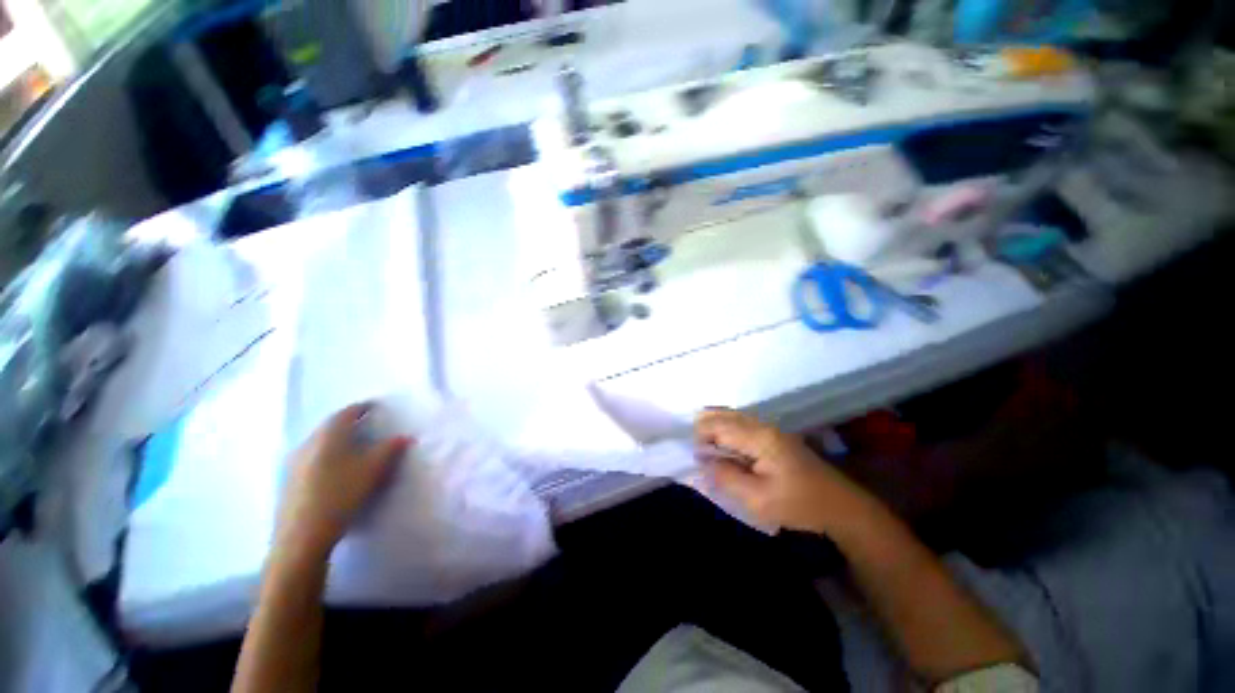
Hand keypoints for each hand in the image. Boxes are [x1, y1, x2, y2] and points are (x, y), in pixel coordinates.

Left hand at [277, 404, 411, 555]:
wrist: (302, 536)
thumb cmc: (341, 494)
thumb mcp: (373, 469)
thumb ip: (391, 448)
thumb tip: (405, 436)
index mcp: (329, 435)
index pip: (347, 412)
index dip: (363, 407)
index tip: (376, 407)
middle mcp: (308, 442)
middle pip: (331, 425)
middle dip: (349, 423)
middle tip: (367, 425)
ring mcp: (294, 462)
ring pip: (319, 442)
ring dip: (337, 439)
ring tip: (354, 446)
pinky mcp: (289, 480)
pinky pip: (312, 457)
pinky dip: (326, 455)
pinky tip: (335, 468)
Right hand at [696, 409, 868, 534]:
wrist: (840, 506)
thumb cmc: (798, 504)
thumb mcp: (758, 499)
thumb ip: (726, 477)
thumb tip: (703, 462)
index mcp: (759, 437)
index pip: (719, 426)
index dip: (699, 435)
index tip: (689, 452)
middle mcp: (762, 425)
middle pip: (724, 415)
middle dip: (704, 426)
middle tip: (690, 445)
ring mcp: (770, 428)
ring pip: (733, 417)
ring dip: (714, 426)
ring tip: (700, 442)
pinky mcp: (774, 436)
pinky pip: (742, 424)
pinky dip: (726, 429)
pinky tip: (721, 442)